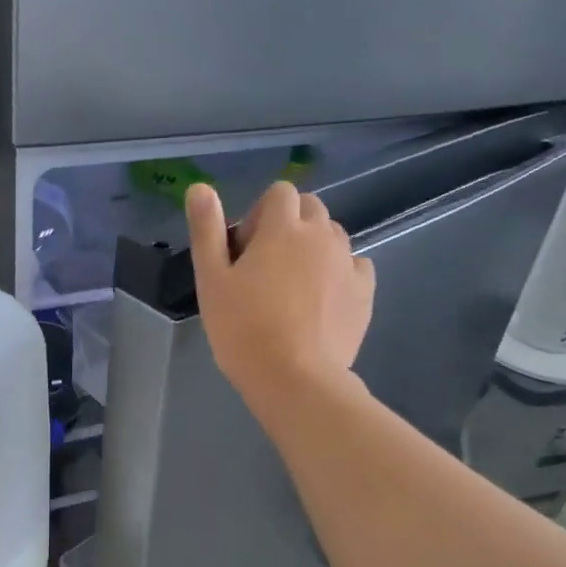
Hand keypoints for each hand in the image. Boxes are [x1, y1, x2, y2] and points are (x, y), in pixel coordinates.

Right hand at [186, 180, 373, 404]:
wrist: (295, 378)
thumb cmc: (243, 329)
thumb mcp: (211, 280)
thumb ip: (206, 230)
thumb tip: (200, 188)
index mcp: (283, 228)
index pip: (279, 193)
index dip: (259, 215)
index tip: (245, 251)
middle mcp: (321, 236)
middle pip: (310, 209)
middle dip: (289, 226)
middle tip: (266, 268)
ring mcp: (348, 264)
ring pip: (333, 237)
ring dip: (313, 248)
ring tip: (293, 288)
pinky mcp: (365, 293)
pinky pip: (355, 267)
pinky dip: (339, 274)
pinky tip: (322, 302)